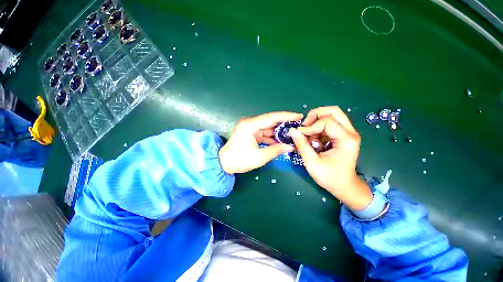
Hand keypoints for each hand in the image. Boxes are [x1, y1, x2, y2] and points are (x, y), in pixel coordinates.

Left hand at [219, 112, 302, 173]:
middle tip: (298, 126)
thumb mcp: (259, 157)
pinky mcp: (251, 133)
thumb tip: (290, 146)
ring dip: (279, 131)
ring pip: (268, 127)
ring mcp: (250, 127)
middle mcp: (250, 123)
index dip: (286, 116)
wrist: (224, 163)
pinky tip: (281, 141)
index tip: (299, 116)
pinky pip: (264, 132)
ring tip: (292, 135)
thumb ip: (276, 150)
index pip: (272, 117)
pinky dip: (272, 137)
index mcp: (250, 125)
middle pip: (271, 121)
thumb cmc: (239, 160)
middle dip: (285, 124)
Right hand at [289, 106, 372, 209]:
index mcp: (346, 139)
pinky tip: (313, 137)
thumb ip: (302, 145)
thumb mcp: (312, 163)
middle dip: (315, 115)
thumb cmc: (330, 178)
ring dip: (316, 120)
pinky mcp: (343, 135)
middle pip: (333, 111)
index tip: (300, 135)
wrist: (344, 186)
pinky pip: (329, 123)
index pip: (327, 121)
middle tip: (305, 126)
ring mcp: (348, 133)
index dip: (310, 126)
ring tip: (308, 133)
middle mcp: (350, 132)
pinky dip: (318, 127)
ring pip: (332, 115)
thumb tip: (292, 131)